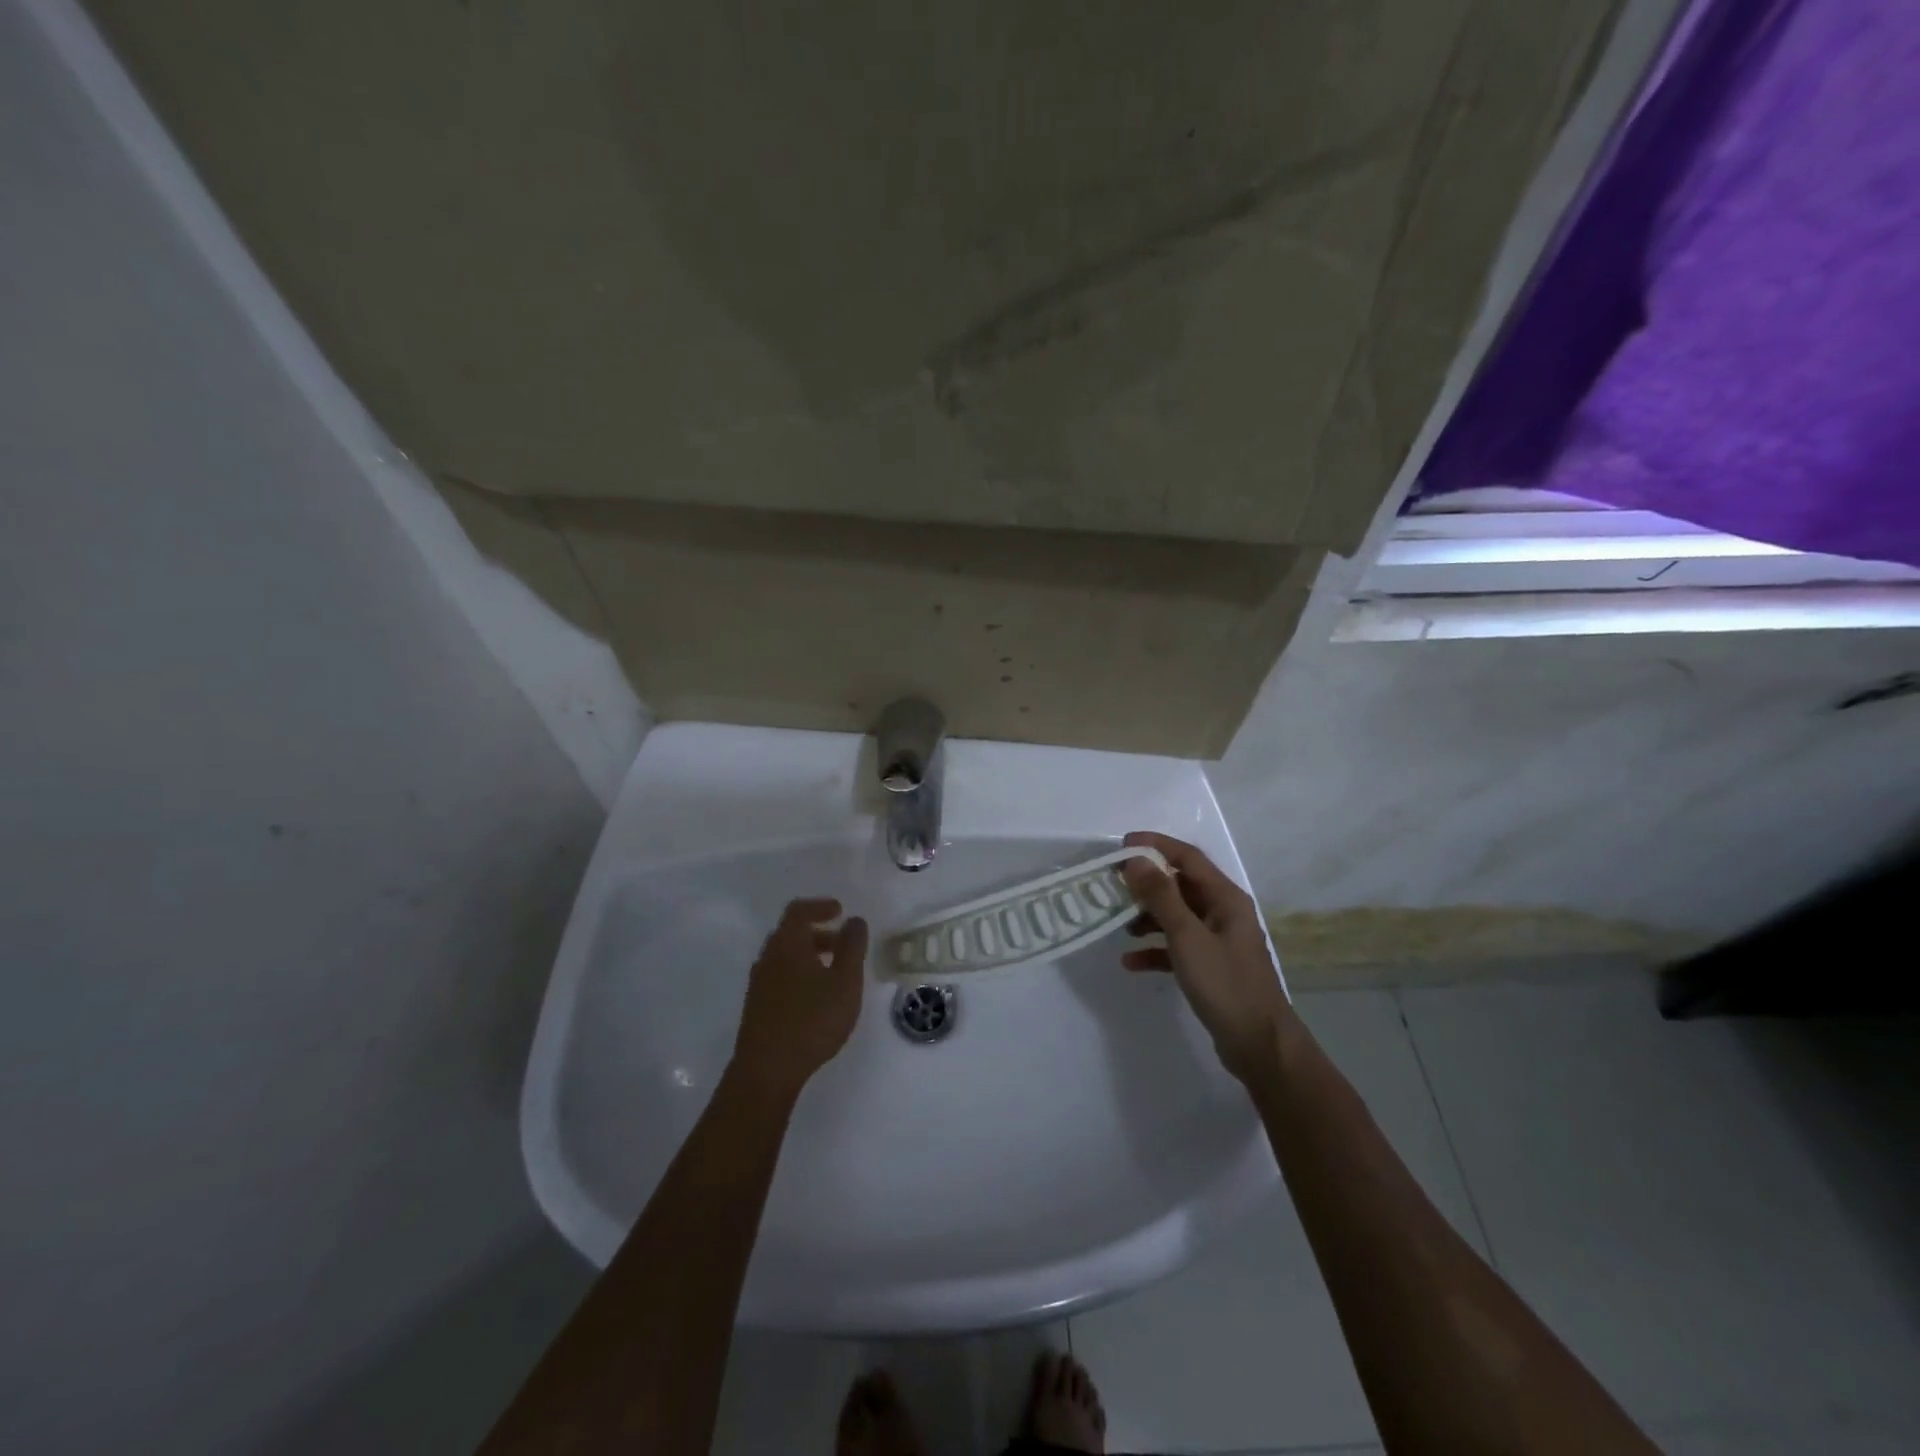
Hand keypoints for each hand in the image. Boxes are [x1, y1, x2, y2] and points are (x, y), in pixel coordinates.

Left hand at [730, 898, 868, 1102]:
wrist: (767, 1070)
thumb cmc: (812, 1020)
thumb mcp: (845, 982)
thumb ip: (852, 947)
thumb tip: (854, 920)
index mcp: (787, 944)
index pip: (799, 910)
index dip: (820, 906)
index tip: (840, 911)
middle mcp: (768, 957)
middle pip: (791, 932)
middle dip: (818, 931)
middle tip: (843, 943)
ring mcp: (759, 982)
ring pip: (785, 956)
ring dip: (809, 954)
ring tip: (834, 972)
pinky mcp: (757, 1005)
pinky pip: (779, 975)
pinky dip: (799, 972)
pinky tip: (815, 996)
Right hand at [1120, 832, 1291, 1085]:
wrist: (1259, 1046)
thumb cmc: (1225, 984)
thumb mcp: (1188, 937)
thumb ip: (1161, 897)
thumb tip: (1136, 859)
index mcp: (1225, 898)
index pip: (1188, 858)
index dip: (1156, 846)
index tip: (1121, 846)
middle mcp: (1223, 913)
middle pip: (1180, 886)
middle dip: (1146, 884)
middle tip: (1111, 885)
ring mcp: (1217, 941)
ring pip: (1176, 916)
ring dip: (1148, 917)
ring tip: (1119, 924)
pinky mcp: (1210, 967)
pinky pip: (1177, 947)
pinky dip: (1155, 950)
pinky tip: (1131, 962)